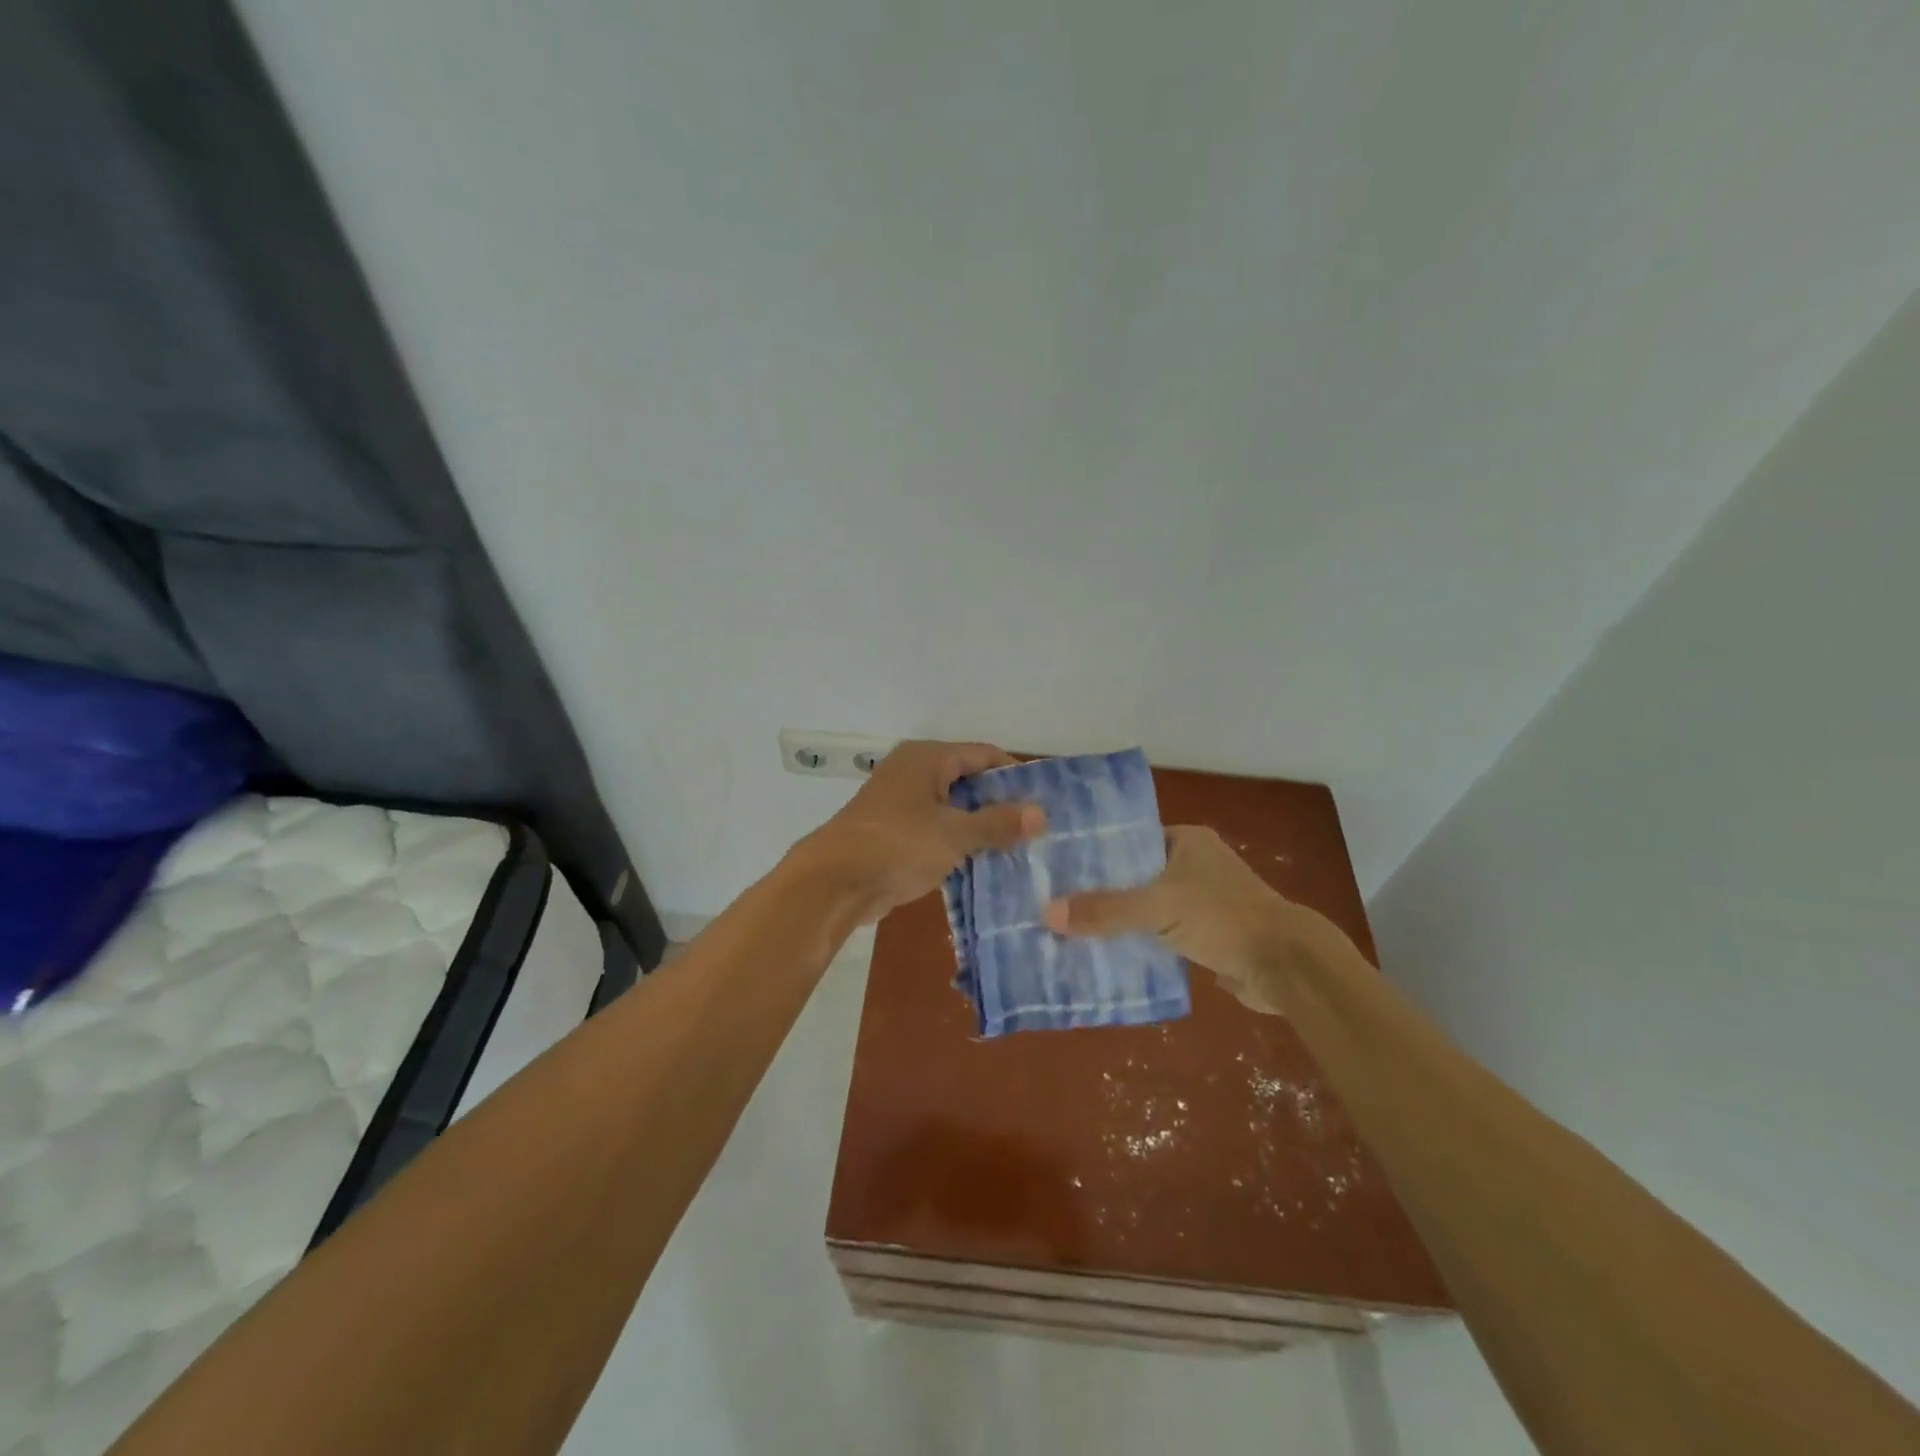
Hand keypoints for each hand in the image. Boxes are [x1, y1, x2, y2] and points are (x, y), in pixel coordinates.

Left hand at [797, 741, 1044, 924]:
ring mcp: (901, 803)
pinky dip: (957, 842)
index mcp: (927, 759)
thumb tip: (1041, 813)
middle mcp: (913, 772)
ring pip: (952, 808)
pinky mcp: (894, 832)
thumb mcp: (955, 833)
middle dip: (999, 803)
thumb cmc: (898, 845)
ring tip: (1017, 847)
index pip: (983, 754)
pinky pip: (936, 829)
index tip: (1044, 799)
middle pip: (967, 780)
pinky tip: (983, 862)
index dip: (1014, 774)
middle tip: (1035, 826)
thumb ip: (998, 822)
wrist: (835, 882)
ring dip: (979, 826)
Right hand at [1042, 825, 1354, 1014]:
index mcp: (1186, 841)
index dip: (1095, 853)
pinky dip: (1138, 942)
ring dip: (1118, 920)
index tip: (1057, 867)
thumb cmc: (1223, 918)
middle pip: (1134, 874)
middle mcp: (1193, 864)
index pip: (1129, 839)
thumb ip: (1105, 910)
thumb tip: (1048, 914)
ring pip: (1146, 906)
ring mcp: (1201, 900)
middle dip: (1101, 890)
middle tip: (1054, 901)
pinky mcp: (1205, 934)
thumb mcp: (1157, 908)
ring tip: (1069, 928)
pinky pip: (1159, 933)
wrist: (1286, 966)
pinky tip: (1104, 954)